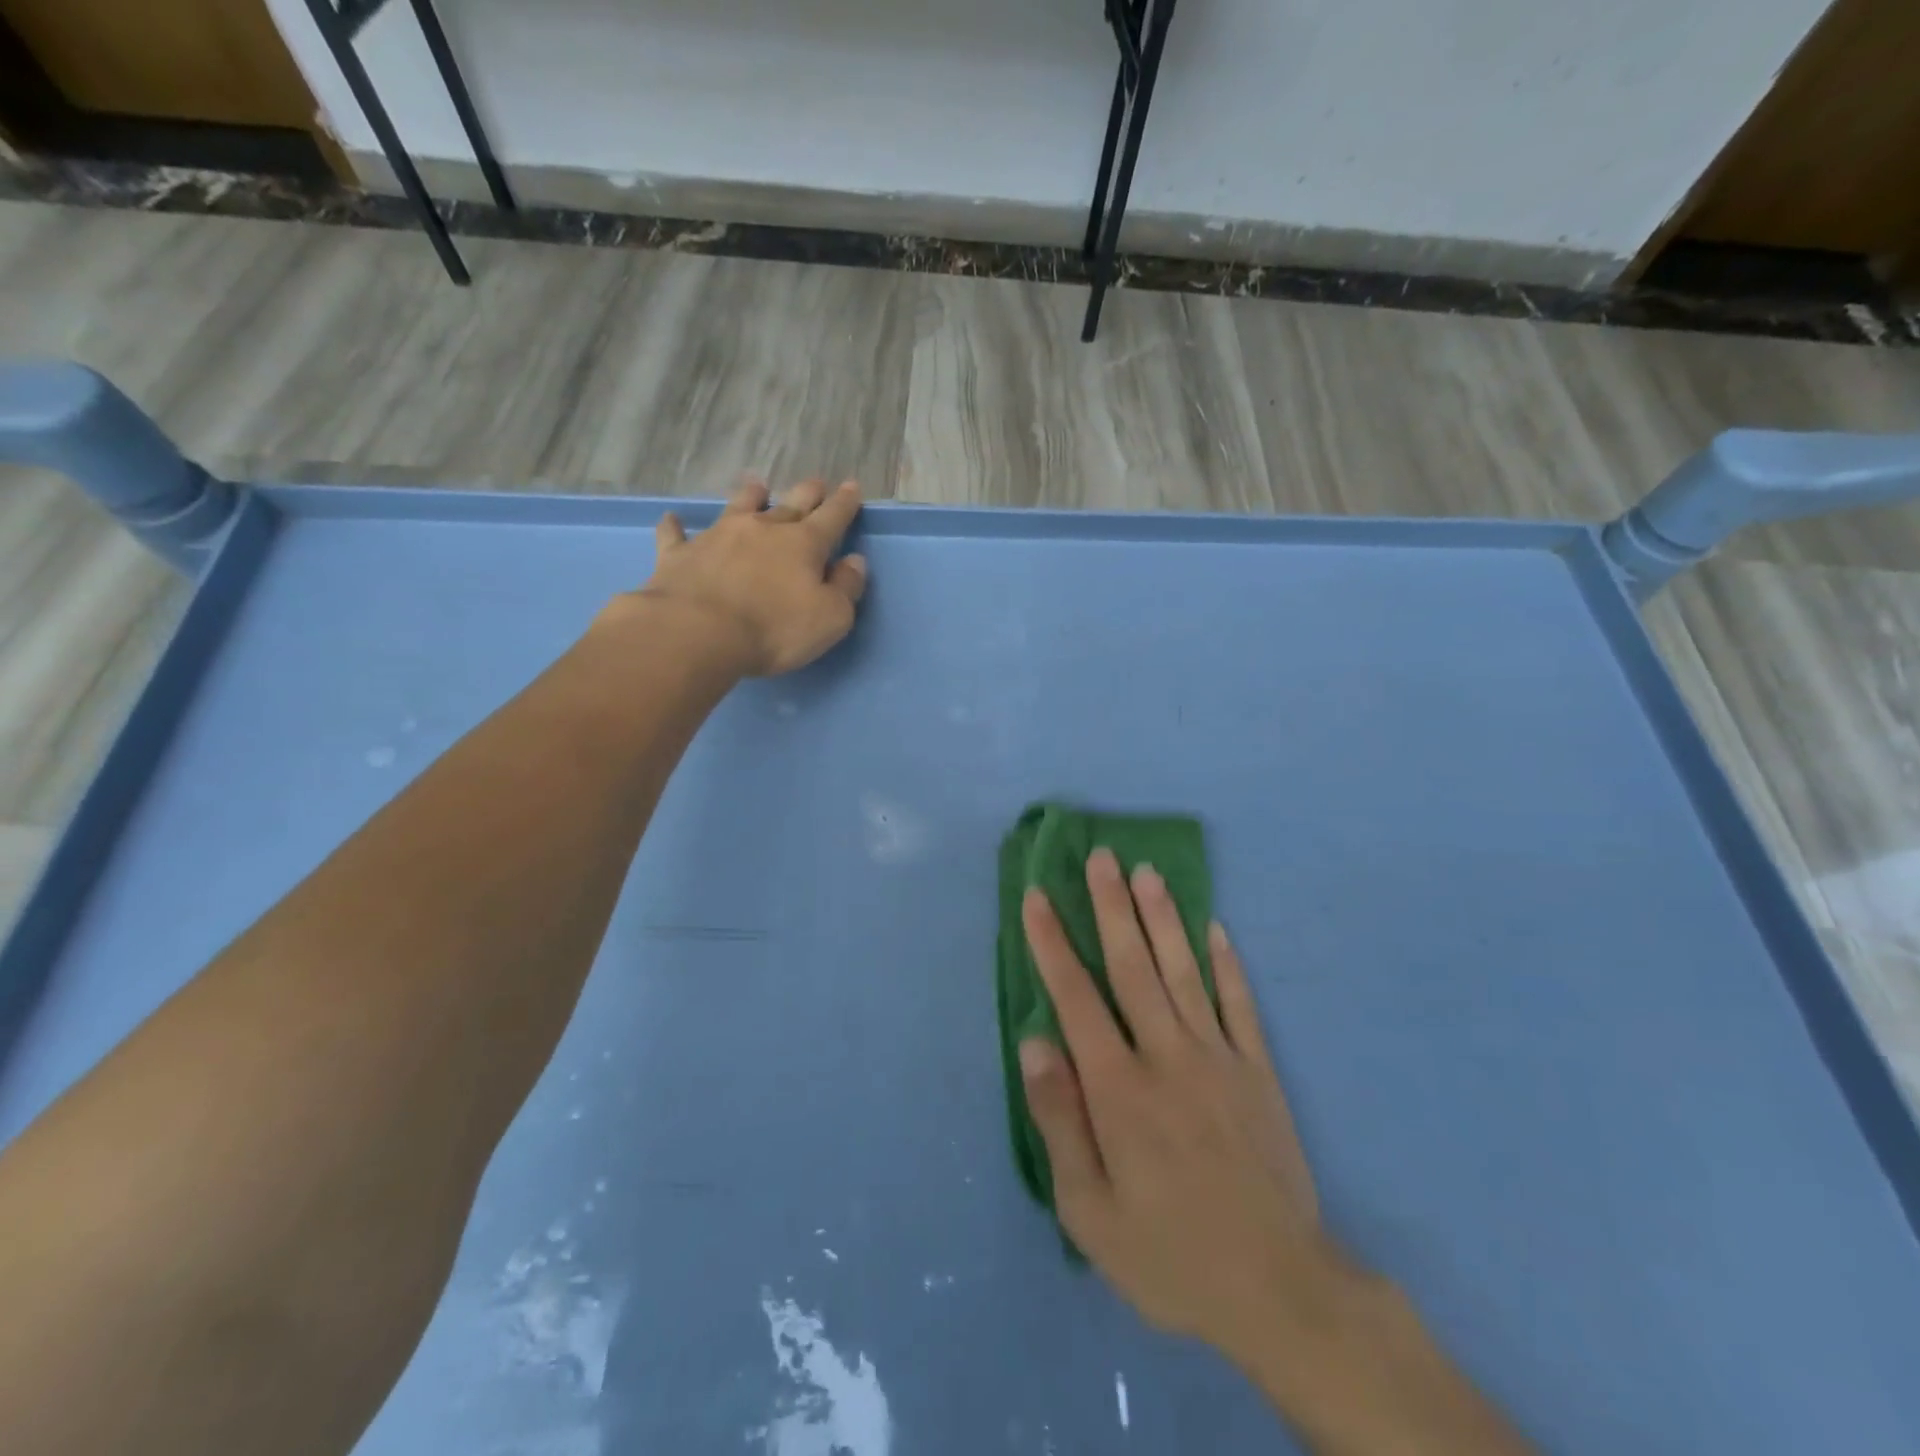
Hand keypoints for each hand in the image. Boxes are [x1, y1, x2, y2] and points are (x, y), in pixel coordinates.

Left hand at [634, 478, 867, 676]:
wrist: (698, 632)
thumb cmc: (774, 629)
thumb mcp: (830, 618)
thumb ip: (846, 588)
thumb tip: (854, 562)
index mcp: (803, 545)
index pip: (832, 517)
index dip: (845, 502)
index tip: (851, 485)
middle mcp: (762, 530)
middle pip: (790, 504)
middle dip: (807, 493)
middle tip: (815, 483)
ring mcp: (718, 537)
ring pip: (738, 506)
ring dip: (750, 495)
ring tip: (756, 485)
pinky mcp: (680, 554)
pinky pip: (676, 534)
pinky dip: (676, 526)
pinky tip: (672, 520)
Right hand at [1018, 850, 1346, 1365]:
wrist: (1279, 1290)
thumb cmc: (1169, 1254)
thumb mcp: (1090, 1211)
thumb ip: (1059, 1120)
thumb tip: (1034, 1042)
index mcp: (1119, 1088)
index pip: (1076, 998)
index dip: (1053, 943)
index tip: (1038, 897)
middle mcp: (1167, 1055)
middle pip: (1133, 966)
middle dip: (1111, 907)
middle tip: (1101, 856)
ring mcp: (1219, 1058)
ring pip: (1184, 971)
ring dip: (1163, 918)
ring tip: (1147, 871)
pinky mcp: (1259, 1071)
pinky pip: (1240, 1004)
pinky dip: (1227, 963)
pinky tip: (1215, 927)